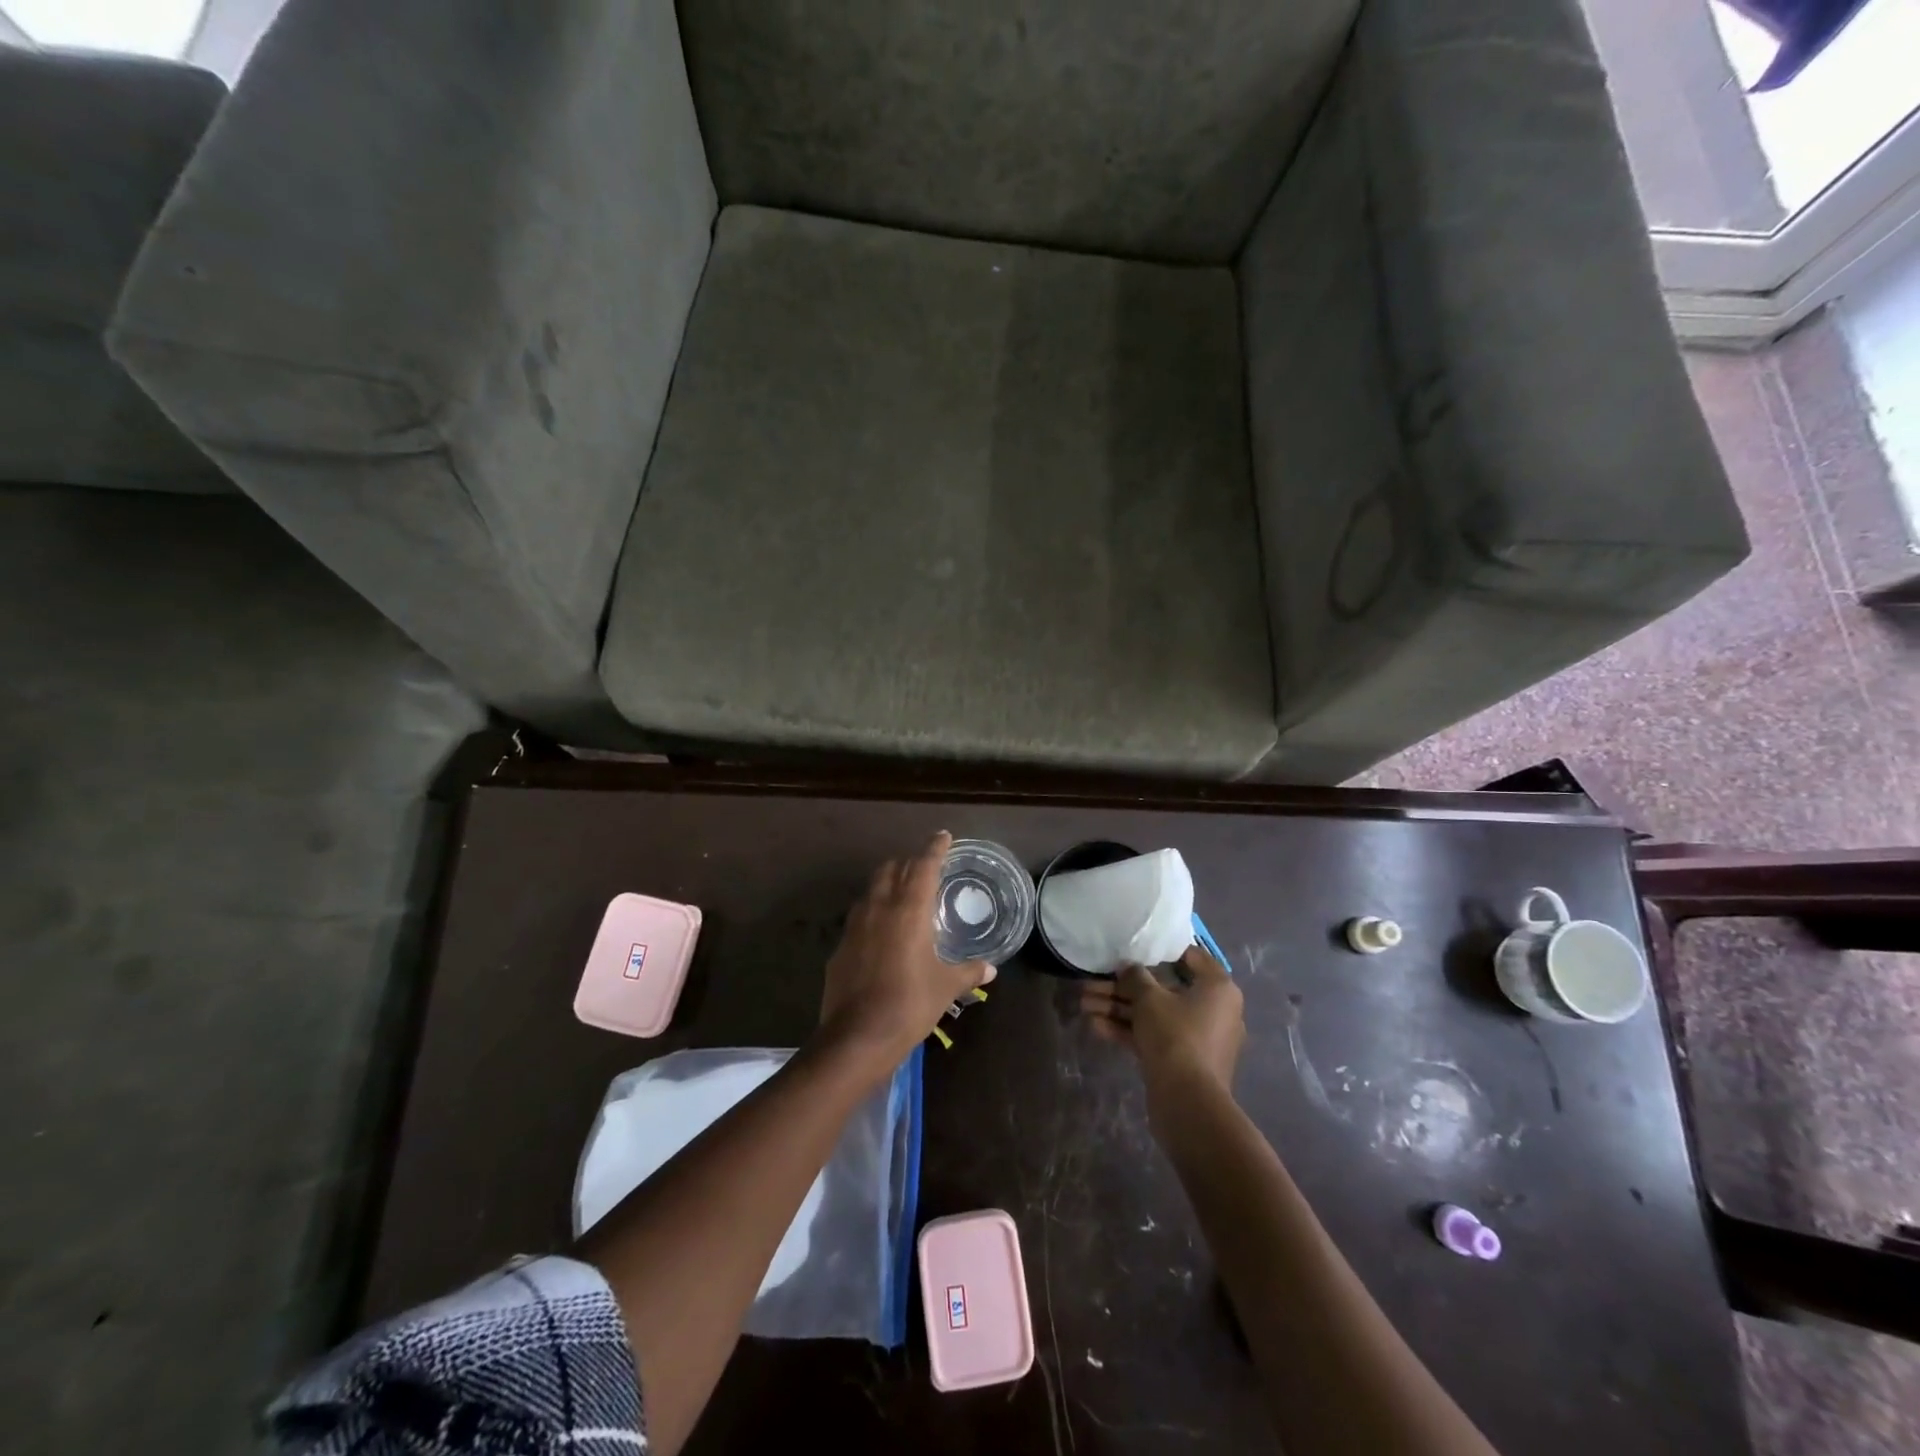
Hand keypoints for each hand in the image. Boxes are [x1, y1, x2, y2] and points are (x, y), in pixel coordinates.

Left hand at [816, 831, 994, 1078]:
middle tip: (924, 868)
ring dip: (887, 884)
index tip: (943, 836)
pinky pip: (859, 917)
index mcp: (909, 910)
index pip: (923, 866)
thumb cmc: (909, 1005)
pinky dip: (873, 912)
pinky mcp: (840, 946)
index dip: (934, 848)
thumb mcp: (946, 988)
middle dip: (908, 862)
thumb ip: (968, 972)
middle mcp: (879, 908)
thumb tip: (990, 969)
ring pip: (871, 889)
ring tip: (902, 896)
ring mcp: (855, 926)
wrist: (857, 1037)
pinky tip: (881, 933)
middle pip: (892, 869)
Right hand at [1080, 943, 1244, 1098]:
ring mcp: (1198, 1038)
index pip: (1190, 957)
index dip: (1159, 951)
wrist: (1188, 1103)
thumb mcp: (1149, 998)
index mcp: (1217, 988)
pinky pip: (1155, 1037)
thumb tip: (1128, 968)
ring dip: (1119, 1009)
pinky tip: (1095, 1026)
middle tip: (1092, 983)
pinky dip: (1129, 1030)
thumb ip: (1135, 977)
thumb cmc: (1175, 1036)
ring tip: (1084, 1004)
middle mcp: (1213, 1010)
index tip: (1133, 949)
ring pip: (1154, 1015)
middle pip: (1163, 989)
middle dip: (1123, 988)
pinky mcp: (1183, 1061)